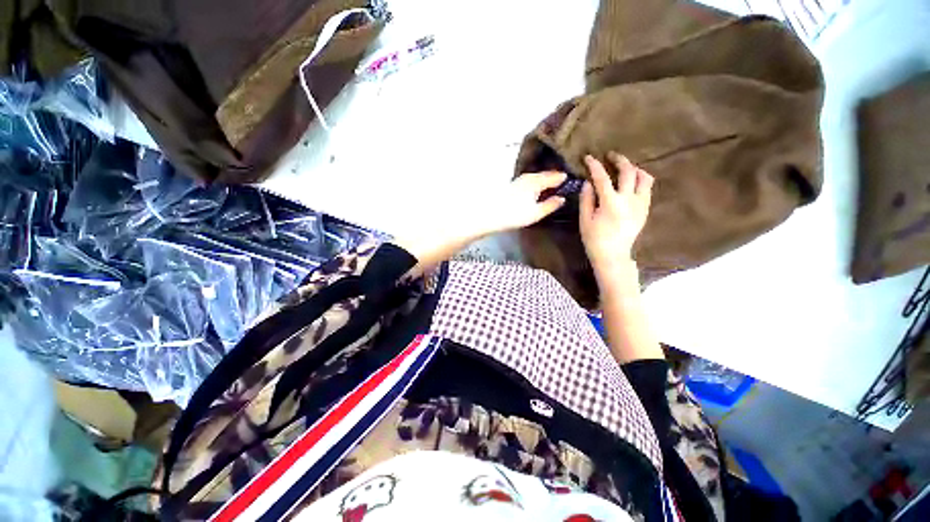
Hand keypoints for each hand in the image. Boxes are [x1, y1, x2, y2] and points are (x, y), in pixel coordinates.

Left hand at [480, 171, 567, 234]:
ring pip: (536, 176)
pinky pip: (530, 180)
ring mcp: (519, 180)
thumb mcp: (536, 213)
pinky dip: (537, 181)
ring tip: (553, 182)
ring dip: (545, 178)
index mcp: (537, 181)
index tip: (573, 177)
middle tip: (565, 178)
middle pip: (545, 174)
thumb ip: (550, 205)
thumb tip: (562, 198)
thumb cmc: (515, 215)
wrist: (490, 215)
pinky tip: (537, 187)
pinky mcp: (513, 186)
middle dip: (555, 175)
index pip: (555, 176)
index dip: (563, 177)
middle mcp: (529, 177)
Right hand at [579, 153, 653, 274]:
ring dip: (634, 168)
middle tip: (611, 156)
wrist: (613, 255)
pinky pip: (647, 189)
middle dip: (619, 160)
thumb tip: (588, 182)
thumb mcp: (584, 219)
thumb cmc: (594, 239)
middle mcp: (629, 199)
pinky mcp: (645, 209)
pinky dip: (640, 181)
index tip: (588, 157)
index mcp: (611, 203)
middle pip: (629, 171)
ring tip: (625, 168)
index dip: (594, 165)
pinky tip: (631, 183)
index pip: (602, 177)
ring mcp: (640, 204)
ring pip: (645, 177)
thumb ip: (586, 199)